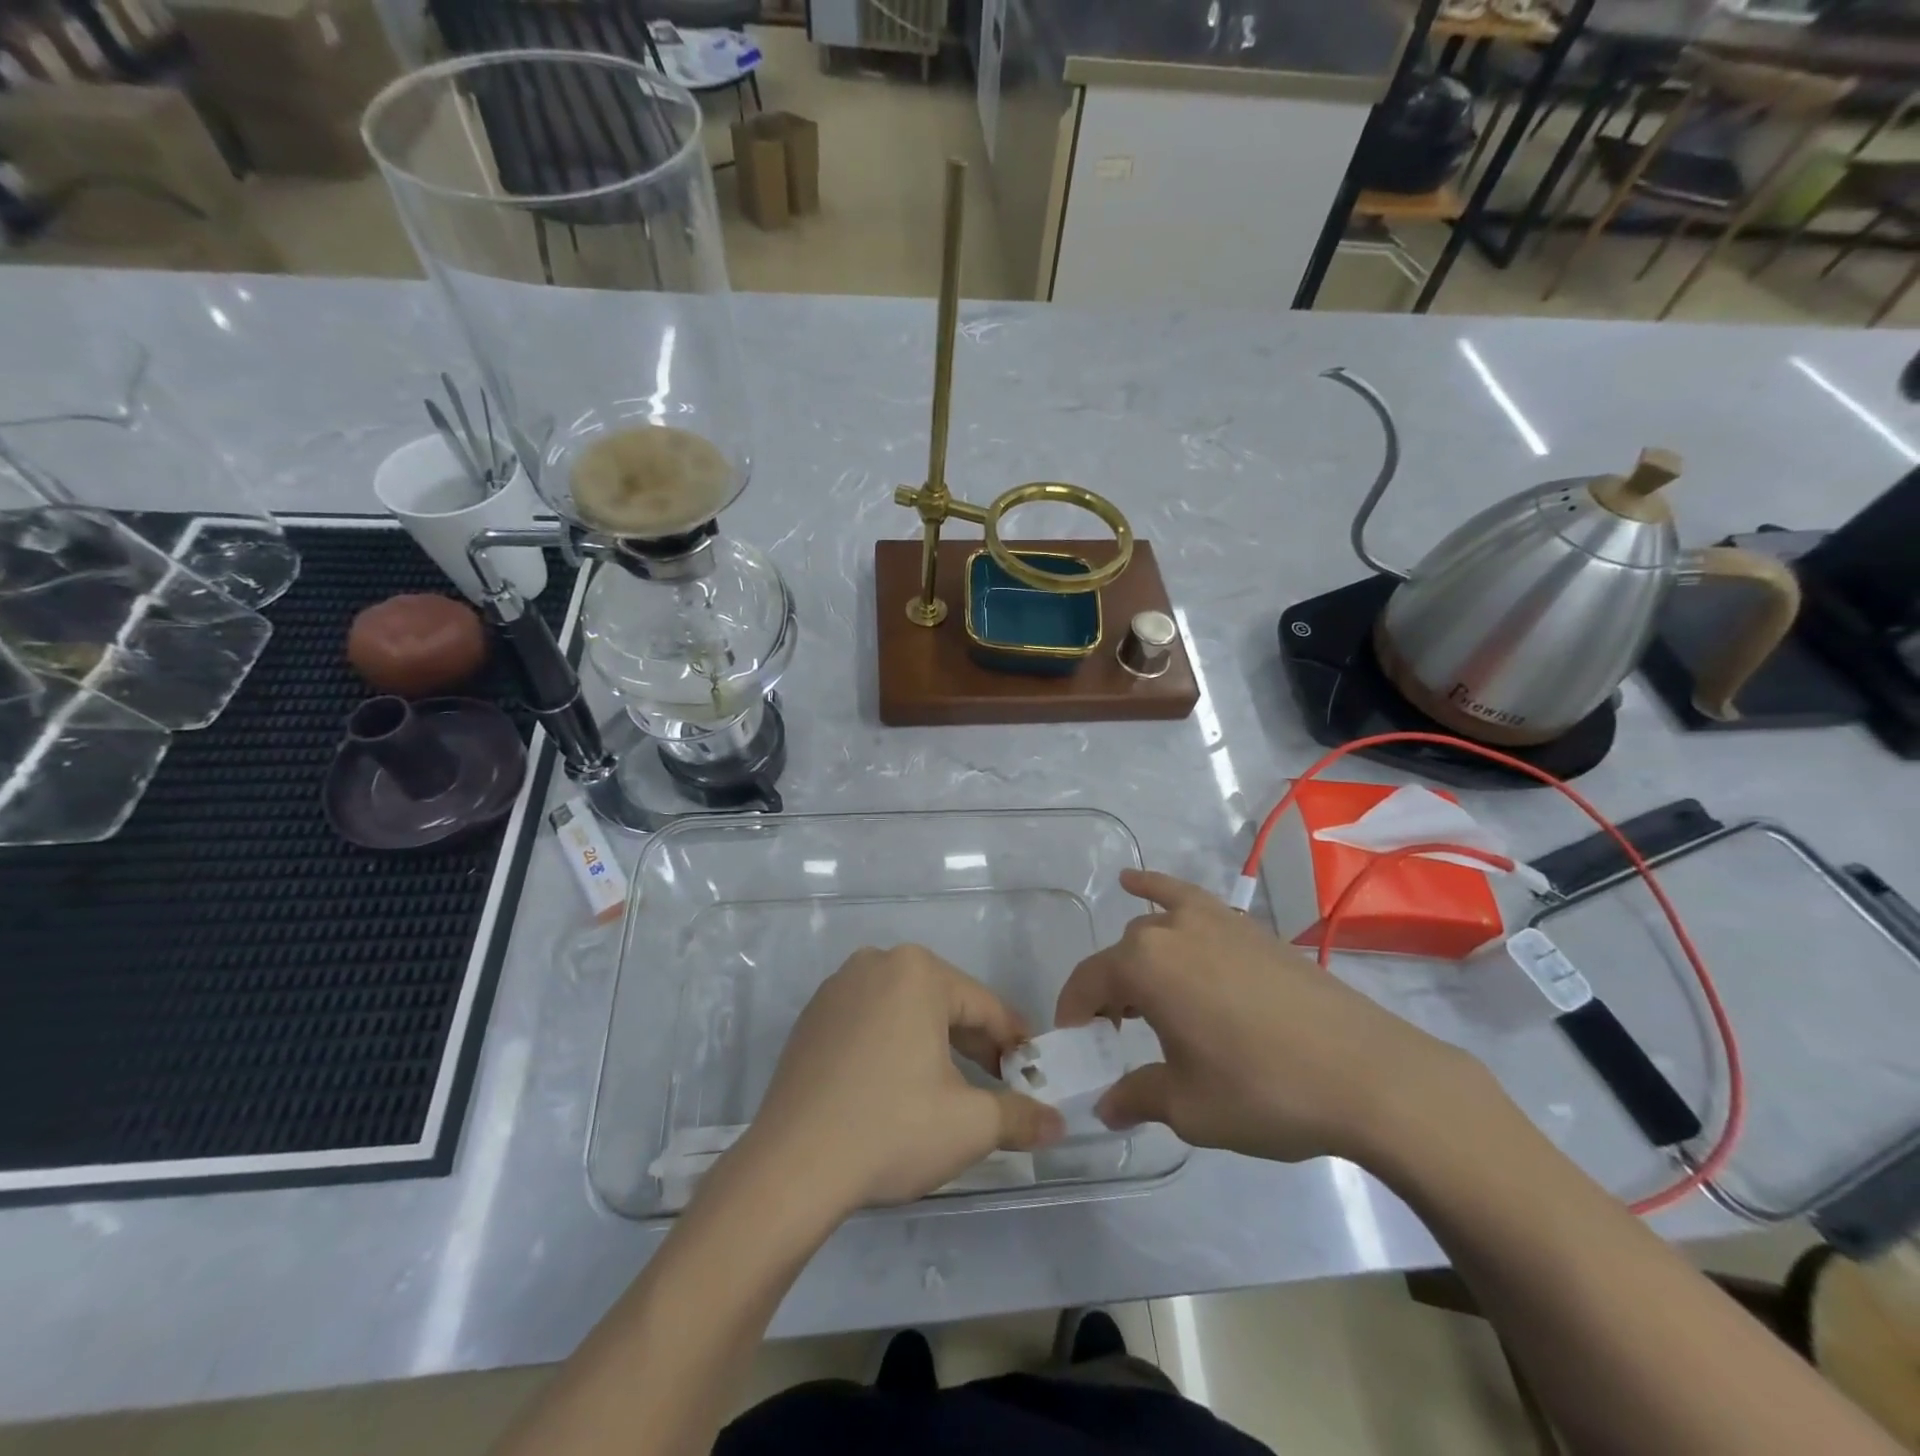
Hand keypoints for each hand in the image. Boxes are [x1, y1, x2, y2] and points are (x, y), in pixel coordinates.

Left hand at [734, 946, 1065, 1215]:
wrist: (792, 1166)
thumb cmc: (892, 1129)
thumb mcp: (970, 1125)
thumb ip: (1021, 1116)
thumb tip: (1057, 1125)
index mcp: (918, 971)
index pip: (984, 1006)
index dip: (1014, 1042)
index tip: (1032, 1072)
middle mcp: (876, 963)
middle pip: (943, 1003)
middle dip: (974, 1044)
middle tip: (997, 1084)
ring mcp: (838, 988)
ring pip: (905, 1011)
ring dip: (933, 1044)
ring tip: (949, 1089)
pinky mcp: (812, 1017)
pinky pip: (869, 1022)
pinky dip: (892, 1046)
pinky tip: (896, 1087)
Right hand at [1055, 870, 1487, 1165]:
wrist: (1367, 1074)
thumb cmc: (1263, 1090)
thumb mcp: (1190, 1107)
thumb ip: (1137, 1097)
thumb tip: (1105, 1106)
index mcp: (1143, 966)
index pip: (1087, 983)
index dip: (1074, 1015)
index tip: (1075, 1045)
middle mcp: (1169, 930)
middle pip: (1120, 957)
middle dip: (1110, 995)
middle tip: (1120, 1037)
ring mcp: (1213, 920)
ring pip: (1152, 930)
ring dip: (1137, 960)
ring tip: (1145, 997)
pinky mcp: (1246, 925)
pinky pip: (1187, 900)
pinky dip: (1157, 890)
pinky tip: (1137, 883)